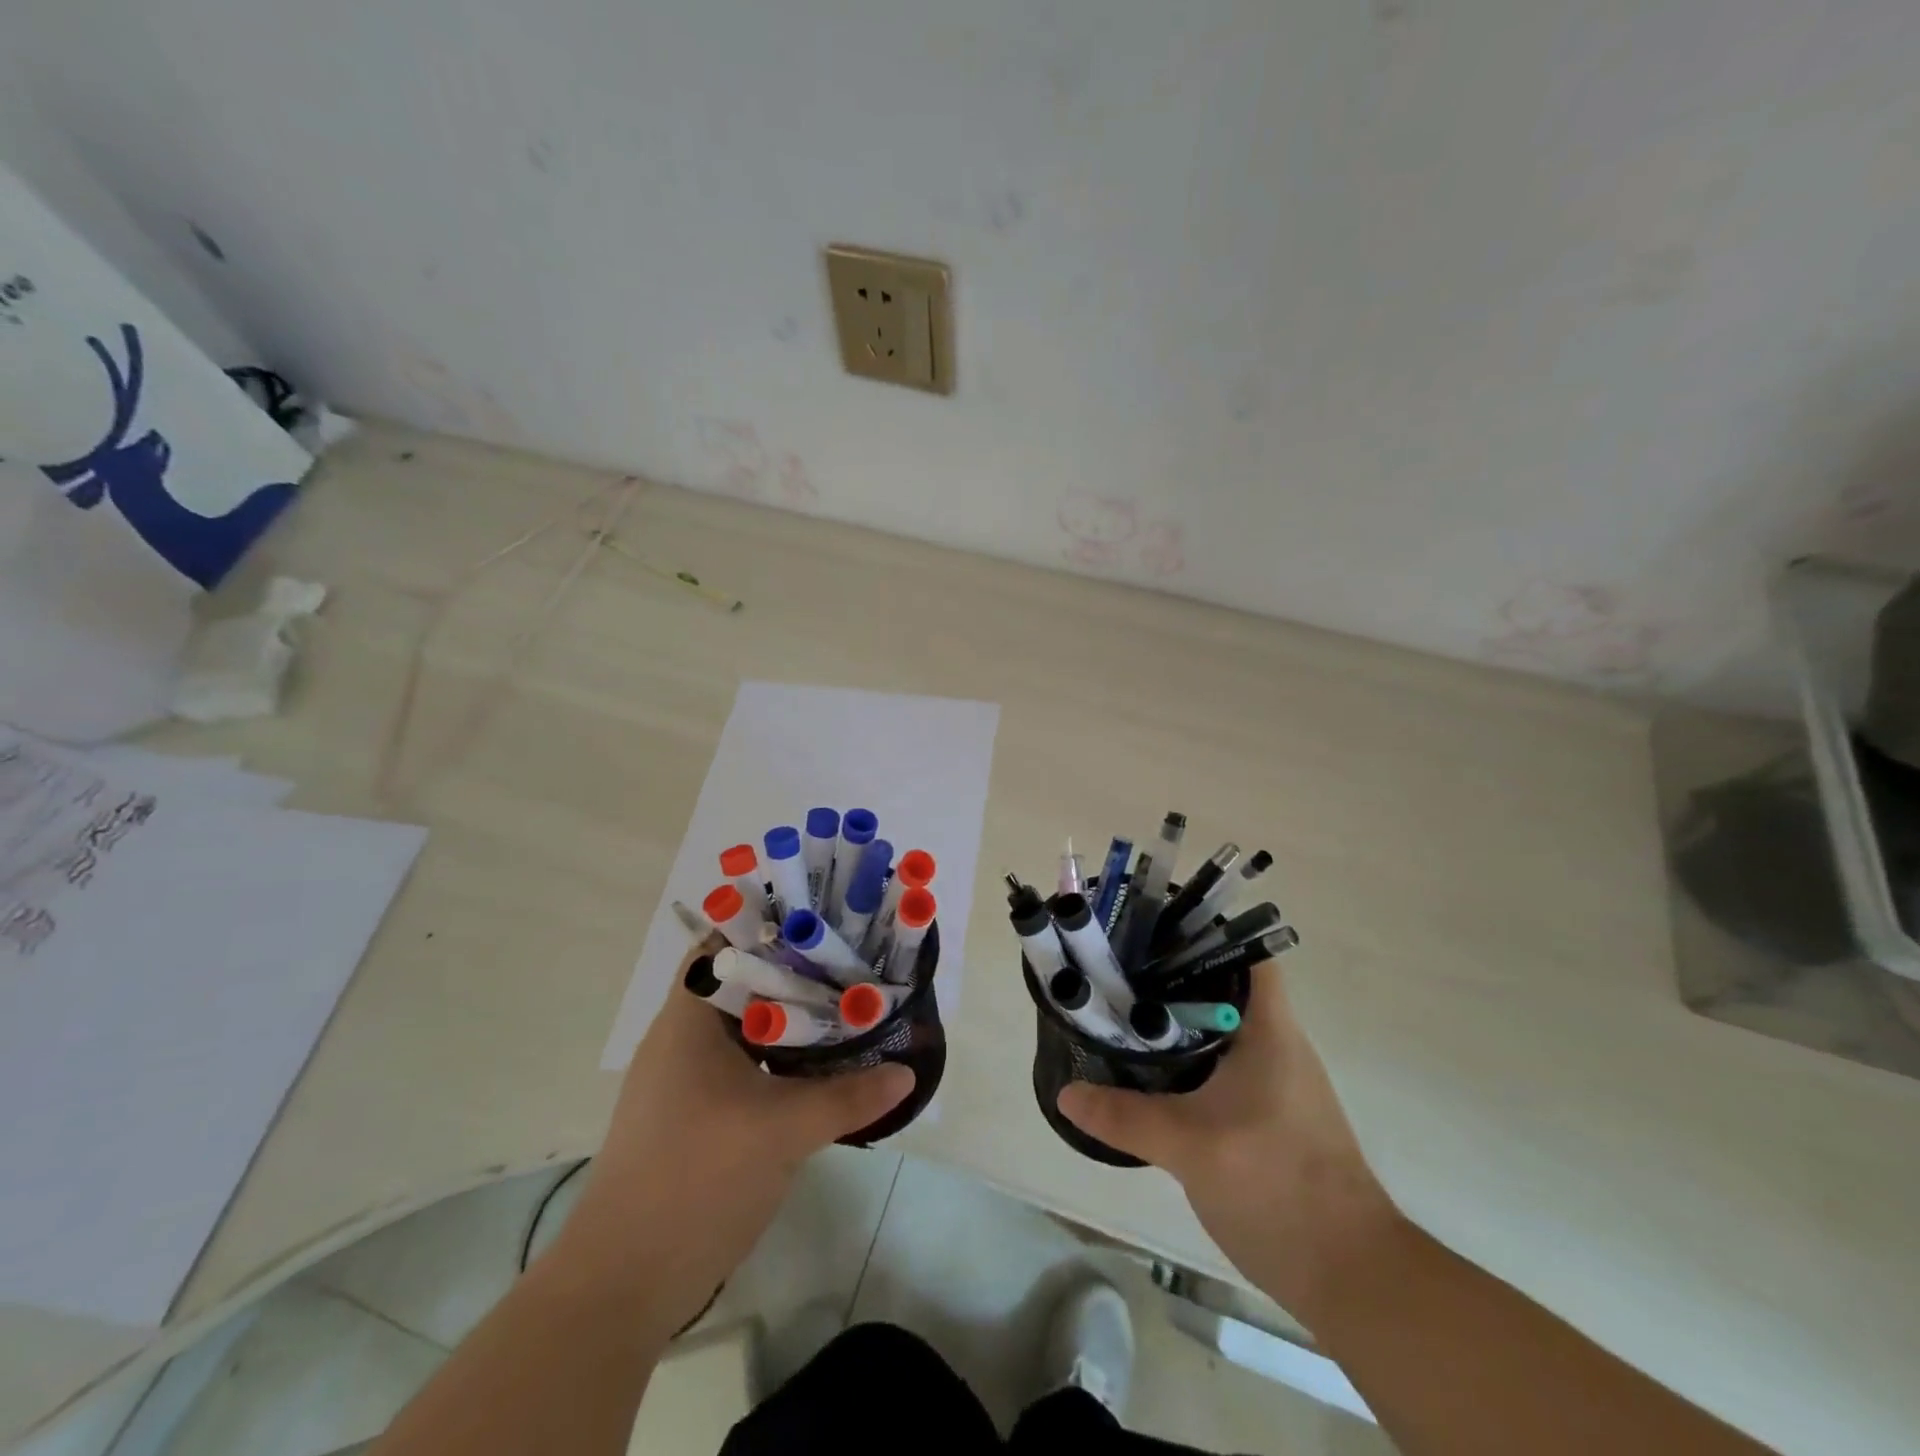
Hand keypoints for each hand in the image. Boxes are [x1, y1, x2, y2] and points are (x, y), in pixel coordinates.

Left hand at [545, 944, 913, 1333]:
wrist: (624, 1283)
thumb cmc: (697, 1179)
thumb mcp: (784, 1130)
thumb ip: (849, 1096)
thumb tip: (905, 1072)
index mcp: (688, 1019)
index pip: (726, 943)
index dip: (772, 923)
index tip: (824, 918)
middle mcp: (681, 1038)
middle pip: (743, 983)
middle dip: (794, 970)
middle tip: (850, 960)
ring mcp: (685, 1079)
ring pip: (745, 1026)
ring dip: (789, 1017)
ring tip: (846, 1004)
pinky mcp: (695, 1114)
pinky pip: (743, 1063)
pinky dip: (778, 1056)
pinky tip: (819, 1064)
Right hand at [1057, 962, 1399, 1323]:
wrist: (1351, 1276)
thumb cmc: (1279, 1187)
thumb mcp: (1191, 1146)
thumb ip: (1125, 1116)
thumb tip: (1066, 1091)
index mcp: (1270, 1030)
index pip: (1245, 954)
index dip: (1202, 933)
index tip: (1151, 930)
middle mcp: (1276, 1044)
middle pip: (1223, 985)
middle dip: (1173, 973)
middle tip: (1119, 970)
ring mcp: (1274, 1081)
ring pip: (1219, 1027)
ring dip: (1177, 1017)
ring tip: (1122, 1010)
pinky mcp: (1267, 1113)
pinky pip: (1221, 1064)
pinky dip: (1187, 1055)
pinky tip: (1150, 1070)